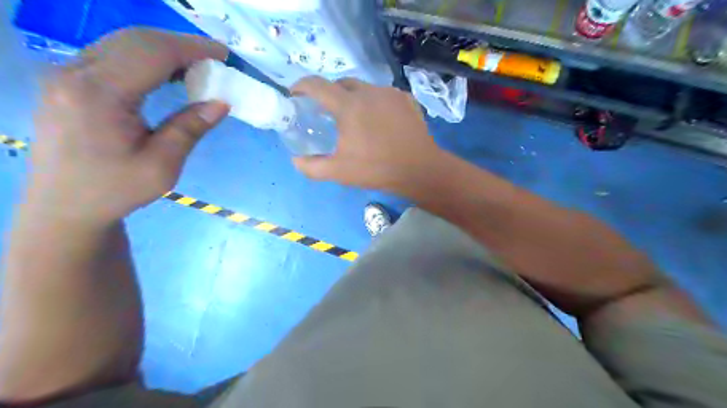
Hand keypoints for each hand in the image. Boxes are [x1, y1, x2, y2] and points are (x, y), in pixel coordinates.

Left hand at [29, 29, 229, 225]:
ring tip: (197, 67)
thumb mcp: (162, 165)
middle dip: (181, 45)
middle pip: (135, 40)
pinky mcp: (67, 82)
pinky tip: (166, 74)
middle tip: (215, 60)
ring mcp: (65, 74)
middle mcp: (74, 73)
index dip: (192, 48)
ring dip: (164, 50)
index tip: (224, 55)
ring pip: (122, 43)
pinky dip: (145, 58)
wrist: (64, 206)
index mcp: (99, 94)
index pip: (152, 52)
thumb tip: (221, 103)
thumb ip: (190, 128)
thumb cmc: (115, 190)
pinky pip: (111, 55)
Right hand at [292, 76, 439, 191]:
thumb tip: (295, 160)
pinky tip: (379, 121)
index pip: (317, 85)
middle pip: (341, 83)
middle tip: (327, 112)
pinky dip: (375, 103)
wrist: (419, 169)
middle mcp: (369, 92)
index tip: (295, 95)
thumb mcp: (339, 172)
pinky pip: (383, 95)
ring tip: (355, 119)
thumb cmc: (377, 169)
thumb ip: (312, 166)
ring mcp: (390, 93)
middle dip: (329, 93)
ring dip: (354, 98)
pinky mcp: (406, 100)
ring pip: (364, 88)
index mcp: (348, 106)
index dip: (301, 86)